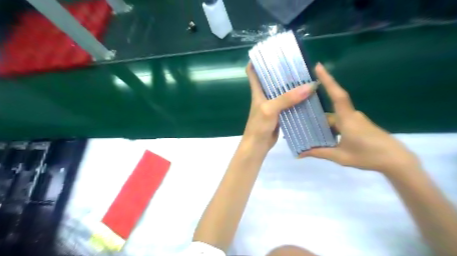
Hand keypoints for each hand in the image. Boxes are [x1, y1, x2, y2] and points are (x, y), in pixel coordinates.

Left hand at [243, 62, 318, 153]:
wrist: (258, 145)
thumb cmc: (259, 125)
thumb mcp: (270, 109)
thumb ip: (287, 98)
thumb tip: (310, 86)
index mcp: (257, 91)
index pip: (252, 71)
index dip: (258, 61)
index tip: (270, 52)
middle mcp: (264, 95)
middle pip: (271, 78)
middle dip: (281, 70)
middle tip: (296, 63)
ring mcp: (272, 104)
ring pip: (281, 90)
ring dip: (291, 84)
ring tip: (305, 76)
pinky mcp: (279, 113)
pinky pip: (288, 102)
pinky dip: (295, 98)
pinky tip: (306, 95)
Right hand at [301, 63, 420, 173]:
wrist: (396, 161)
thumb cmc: (368, 156)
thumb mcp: (340, 157)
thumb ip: (320, 153)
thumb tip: (300, 153)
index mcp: (347, 119)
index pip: (337, 95)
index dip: (327, 80)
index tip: (319, 66)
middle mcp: (351, 115)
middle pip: (330, 109)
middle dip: (317, 112)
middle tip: (300, 113)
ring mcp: (356, 120)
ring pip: (335, 117)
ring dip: (324, 122)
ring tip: (308, 129)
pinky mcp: (360, 125)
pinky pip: (341, 121)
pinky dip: (331, 126)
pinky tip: (324, 135)